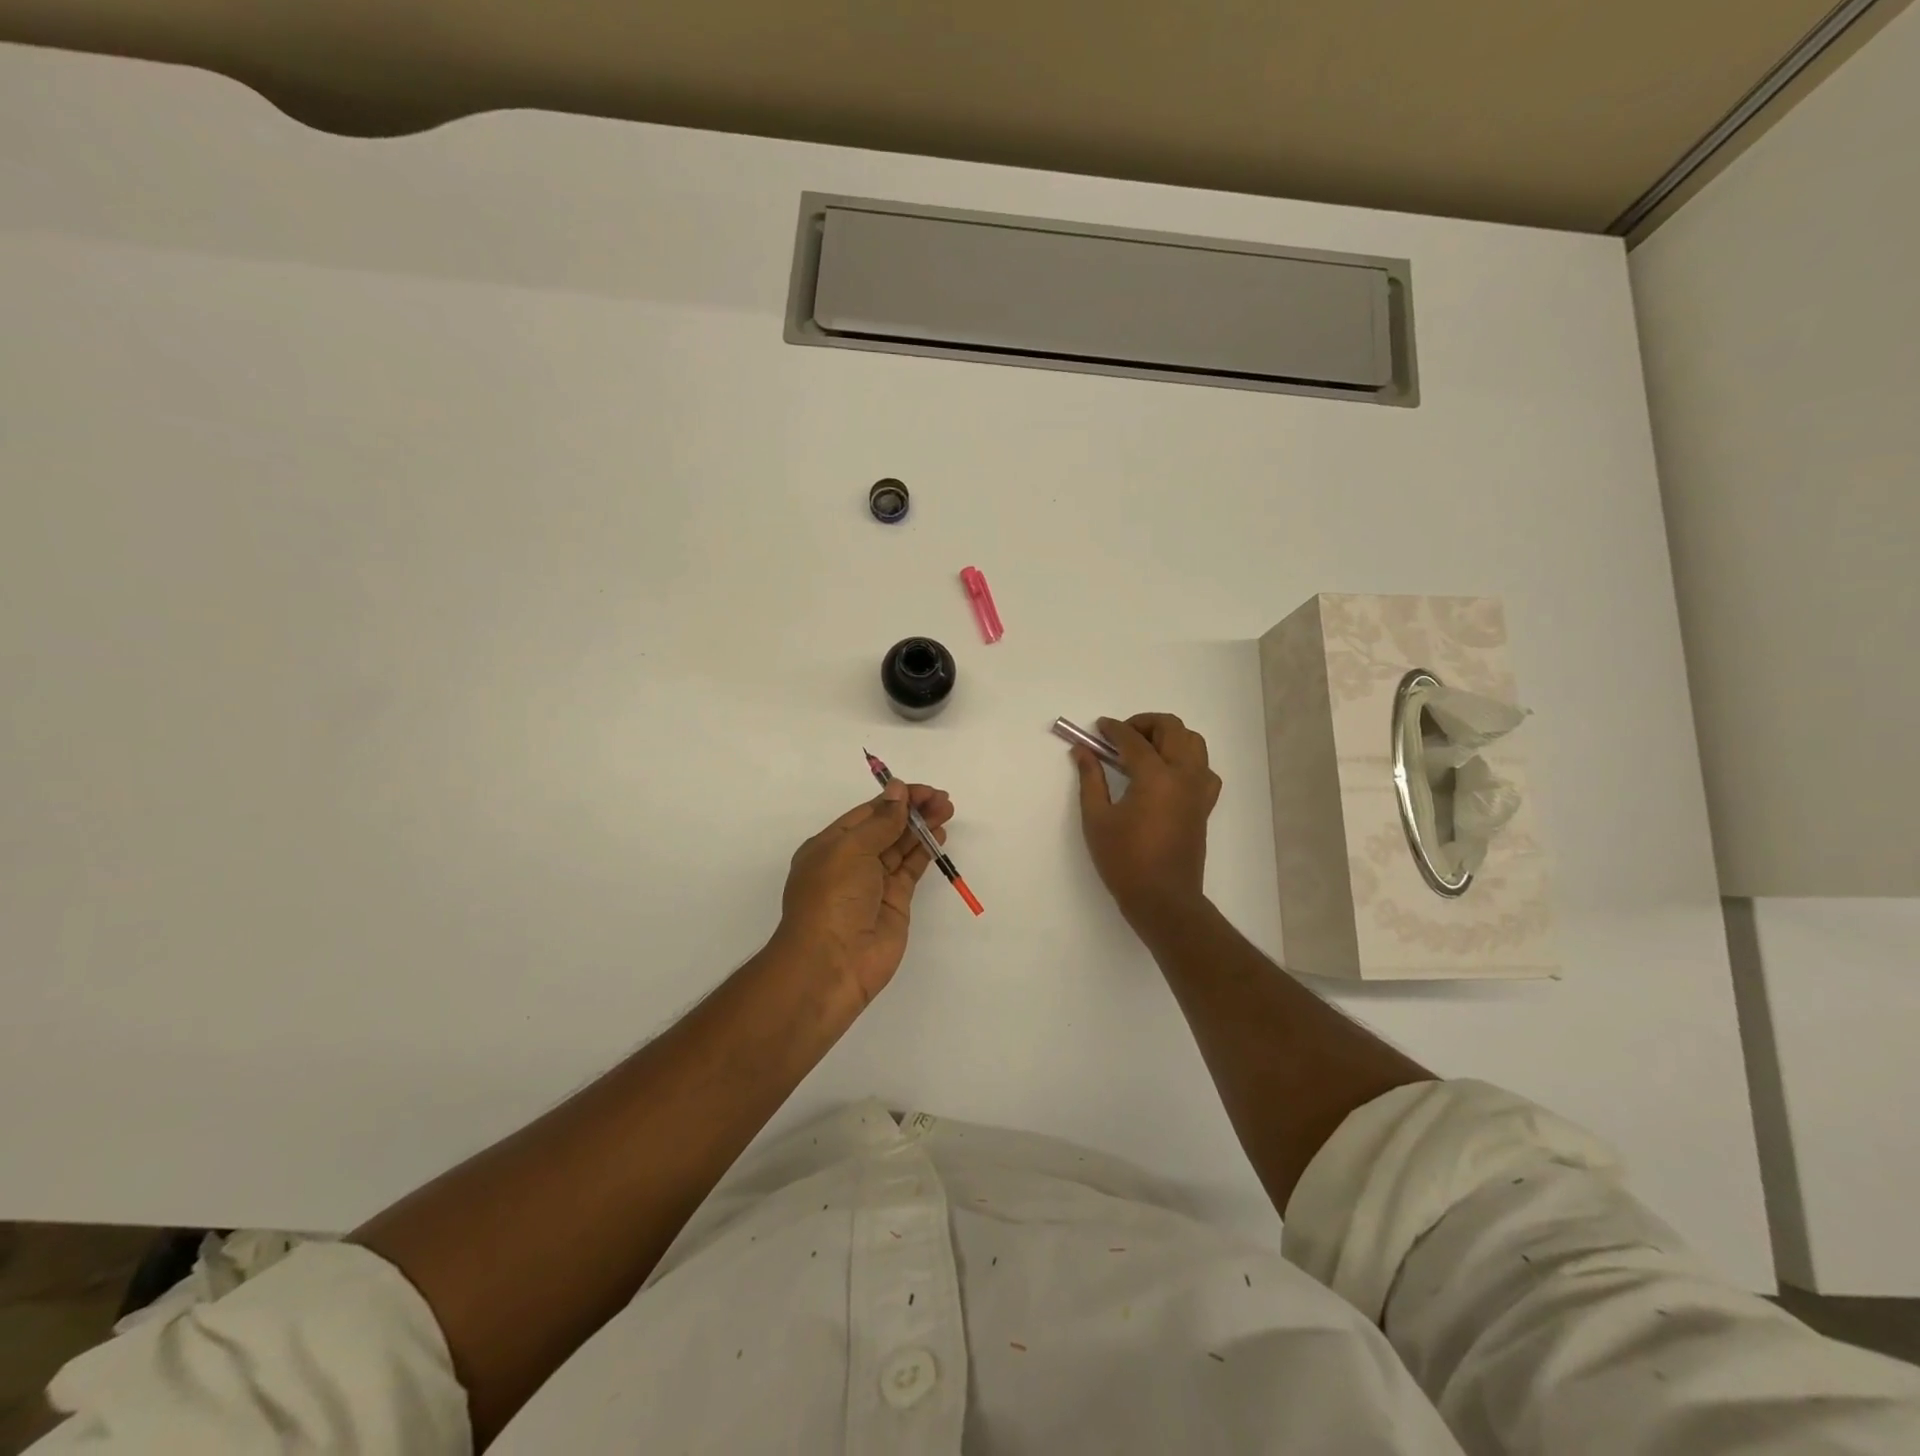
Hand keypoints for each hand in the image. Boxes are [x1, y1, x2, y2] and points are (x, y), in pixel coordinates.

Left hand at [774, 779, 954, 1006]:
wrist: (833, 963)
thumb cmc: (832, 898)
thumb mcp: (851, 850)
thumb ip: (881, 821)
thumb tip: (897, 790)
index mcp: (830, 846)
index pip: (867, 814)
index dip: (894, 799)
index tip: (922, 790)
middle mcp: (851, 862)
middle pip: (886, 827)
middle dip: (913, 811)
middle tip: (942, 799)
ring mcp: (874, 883)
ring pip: (901, 846)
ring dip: (922, 827)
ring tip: (947, 810)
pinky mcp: (895, 902)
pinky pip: (911, 868)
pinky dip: (925, 851)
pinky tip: (938, 834)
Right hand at [1072, 713, 1220, 931]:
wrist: (1163, 899)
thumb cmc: (1124, 860)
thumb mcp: (1097, 819)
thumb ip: (1091, 778)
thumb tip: (1082, 751)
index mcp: (1155, 777)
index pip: (1133, 739)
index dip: (1113, 729)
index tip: (1098, 728)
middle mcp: (1183, 775)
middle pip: (1172, 729)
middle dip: (1144, 724)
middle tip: (1120, 736)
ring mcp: (1199, 789)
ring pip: (1193, 742)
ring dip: (1169, 736)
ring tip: (1144, 750)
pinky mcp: (1204, 805)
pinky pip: (1203, 768)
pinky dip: (1187, 759)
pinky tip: (1167, 773)